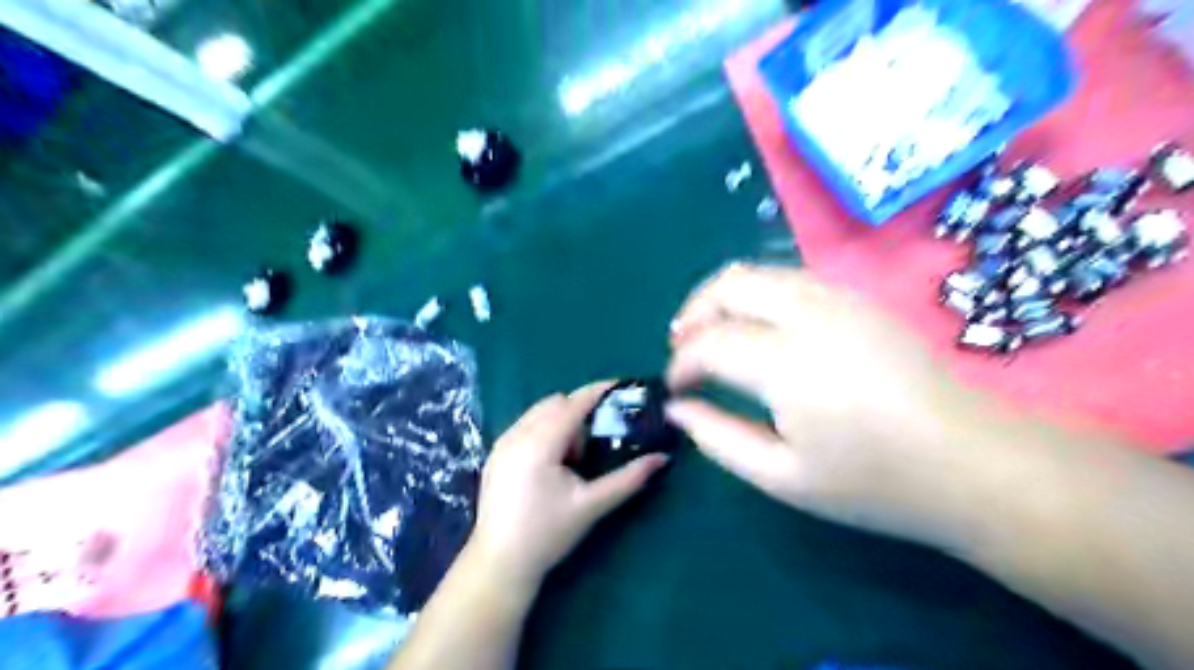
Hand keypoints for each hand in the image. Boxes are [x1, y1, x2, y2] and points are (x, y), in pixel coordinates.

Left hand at [468, 384, 670, 588]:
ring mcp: (501, 444)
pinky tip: (552, 465)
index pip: (573, 403)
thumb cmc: (547, 534)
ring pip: (538, 414)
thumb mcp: (591, 506)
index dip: (599, 391)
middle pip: (555, 403)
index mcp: (539, 443)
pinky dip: (544, 431)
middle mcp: (516, 435)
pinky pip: (525, 426)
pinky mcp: (495, 455)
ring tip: (574, 458)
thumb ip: (628, 478)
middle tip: (598, 440)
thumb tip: (661, 458)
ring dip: (561, 422)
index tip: (622, 386)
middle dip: (579, 411)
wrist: (499, 565)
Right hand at [670, 266, 1000, 551]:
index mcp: (788, 364)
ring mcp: (840, 299)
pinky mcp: (860, 299)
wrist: (972, 463)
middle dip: (694, 312)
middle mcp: (811, 315)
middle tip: (683, 347)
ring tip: (712, 332)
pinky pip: (791, 278)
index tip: (674, 387)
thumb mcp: (782, 477)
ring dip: (724, 297)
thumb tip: (677, 408)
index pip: (710, 342)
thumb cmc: (875, 482)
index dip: (681, 363)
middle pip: (730, 285)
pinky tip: (759, 327)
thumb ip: (718, 437)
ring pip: (760, 272)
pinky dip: (758, 294)